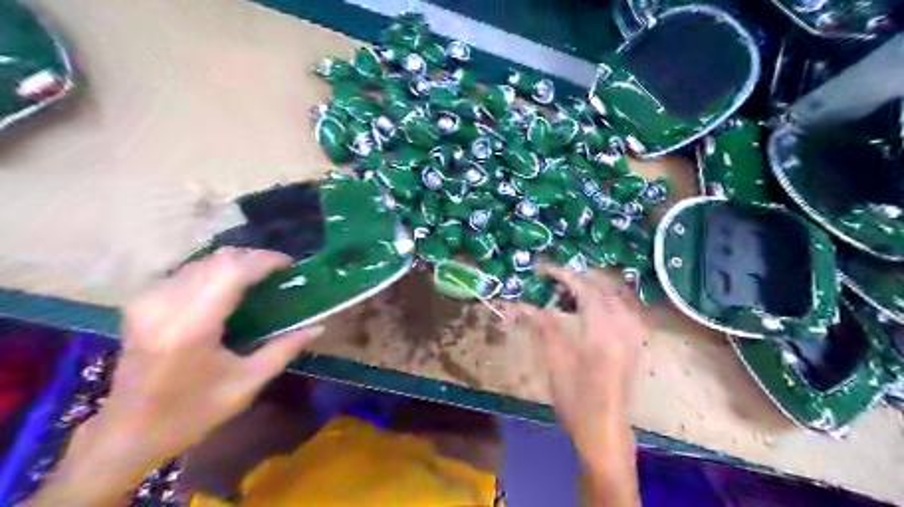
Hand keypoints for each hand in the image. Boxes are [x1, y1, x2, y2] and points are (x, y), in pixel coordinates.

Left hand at [30, 247, 322, 504]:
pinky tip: (226, 287)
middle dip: (252, 259)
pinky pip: (185, 271)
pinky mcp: (140, 304)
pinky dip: (212, 271)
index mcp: (192, 328)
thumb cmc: (192, 413)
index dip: (264, 261)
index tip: (289, 264)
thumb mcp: (246, 384)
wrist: (126, 433)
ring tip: (257, 277)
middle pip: (217, 260)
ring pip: (200, 261)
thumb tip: (318, 327)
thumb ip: (284, 350)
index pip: (232, 272)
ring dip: (233, 264)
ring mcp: (148, 302)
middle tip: (277, 272)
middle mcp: (165, 306)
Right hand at [512, 267, 646, 449]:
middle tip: (554, 278)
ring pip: (618, 294)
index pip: (586, 289)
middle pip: (604, 287)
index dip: (564, 275)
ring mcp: (635, 334)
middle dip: (579, 276)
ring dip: (594, 285)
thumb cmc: (576, 400)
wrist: (605, 430)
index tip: (545, 270)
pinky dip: (608, 297)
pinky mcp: (637, 341)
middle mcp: (624, 327)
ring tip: (570, 289)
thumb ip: (545, 326)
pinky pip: (626, 306)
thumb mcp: (556, 362)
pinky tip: (592, 304)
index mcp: (603, 332)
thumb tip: (523, 304)